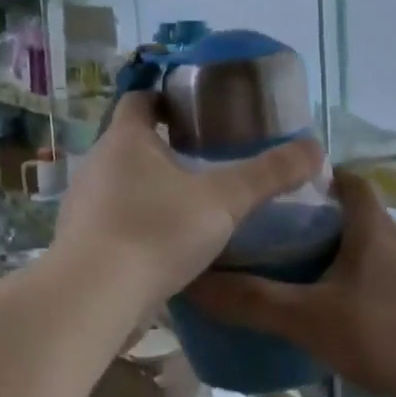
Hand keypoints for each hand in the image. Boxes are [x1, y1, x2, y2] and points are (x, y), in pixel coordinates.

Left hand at [51, 91, 323, 311]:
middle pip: (133, 141)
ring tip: (192, 201)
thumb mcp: (225, 199)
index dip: (167, 97)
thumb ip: (269, 174)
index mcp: (126, 139)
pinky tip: (166, 242)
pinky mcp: (80, 242)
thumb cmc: (157, 231)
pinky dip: (138, 220)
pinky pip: (114, 218)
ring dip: (151, 186)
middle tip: (209, 157)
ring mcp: (83, 205)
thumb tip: (316, 149)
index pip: (141, 99)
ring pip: (122, 182)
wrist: (93, 299)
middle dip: (167, 145)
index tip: (197, 108)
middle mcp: (97, 164)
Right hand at [184, 170, 395, 396]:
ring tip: (309, 286)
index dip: (320, 179)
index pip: (350, 180)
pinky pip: (392, 280)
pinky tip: (348, 320)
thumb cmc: (380, 334)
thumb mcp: (306, 318)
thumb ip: (251, 301)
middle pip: (359, 217)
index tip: (286, 195)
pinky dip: (368, 288)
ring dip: (346, 261)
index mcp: (374, 226)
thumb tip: (195, 282)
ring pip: (376, 251)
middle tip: (283, 247)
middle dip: (324, 227)